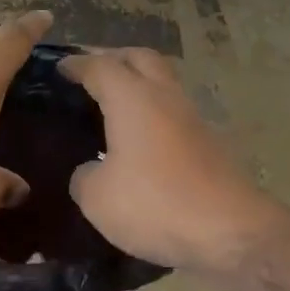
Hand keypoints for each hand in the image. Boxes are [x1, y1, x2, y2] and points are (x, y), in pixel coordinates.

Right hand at [59, 48, 282, 269]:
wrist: (229, 232)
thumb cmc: (154, 205)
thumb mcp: (97, 198)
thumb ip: (84, 176)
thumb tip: (90, 171)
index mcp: (133, 99)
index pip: (100, 66)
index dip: (77, 64)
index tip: (60, 67)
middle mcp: (166, 98)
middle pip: (141, 59)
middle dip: (115, 59)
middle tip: (92, 74)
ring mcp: (194, 120)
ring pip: (164, 85)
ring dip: (140, 86)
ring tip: (114, 107)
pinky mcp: (211, 145)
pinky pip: (175, 116)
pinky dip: (155, 117)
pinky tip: (141, 141)